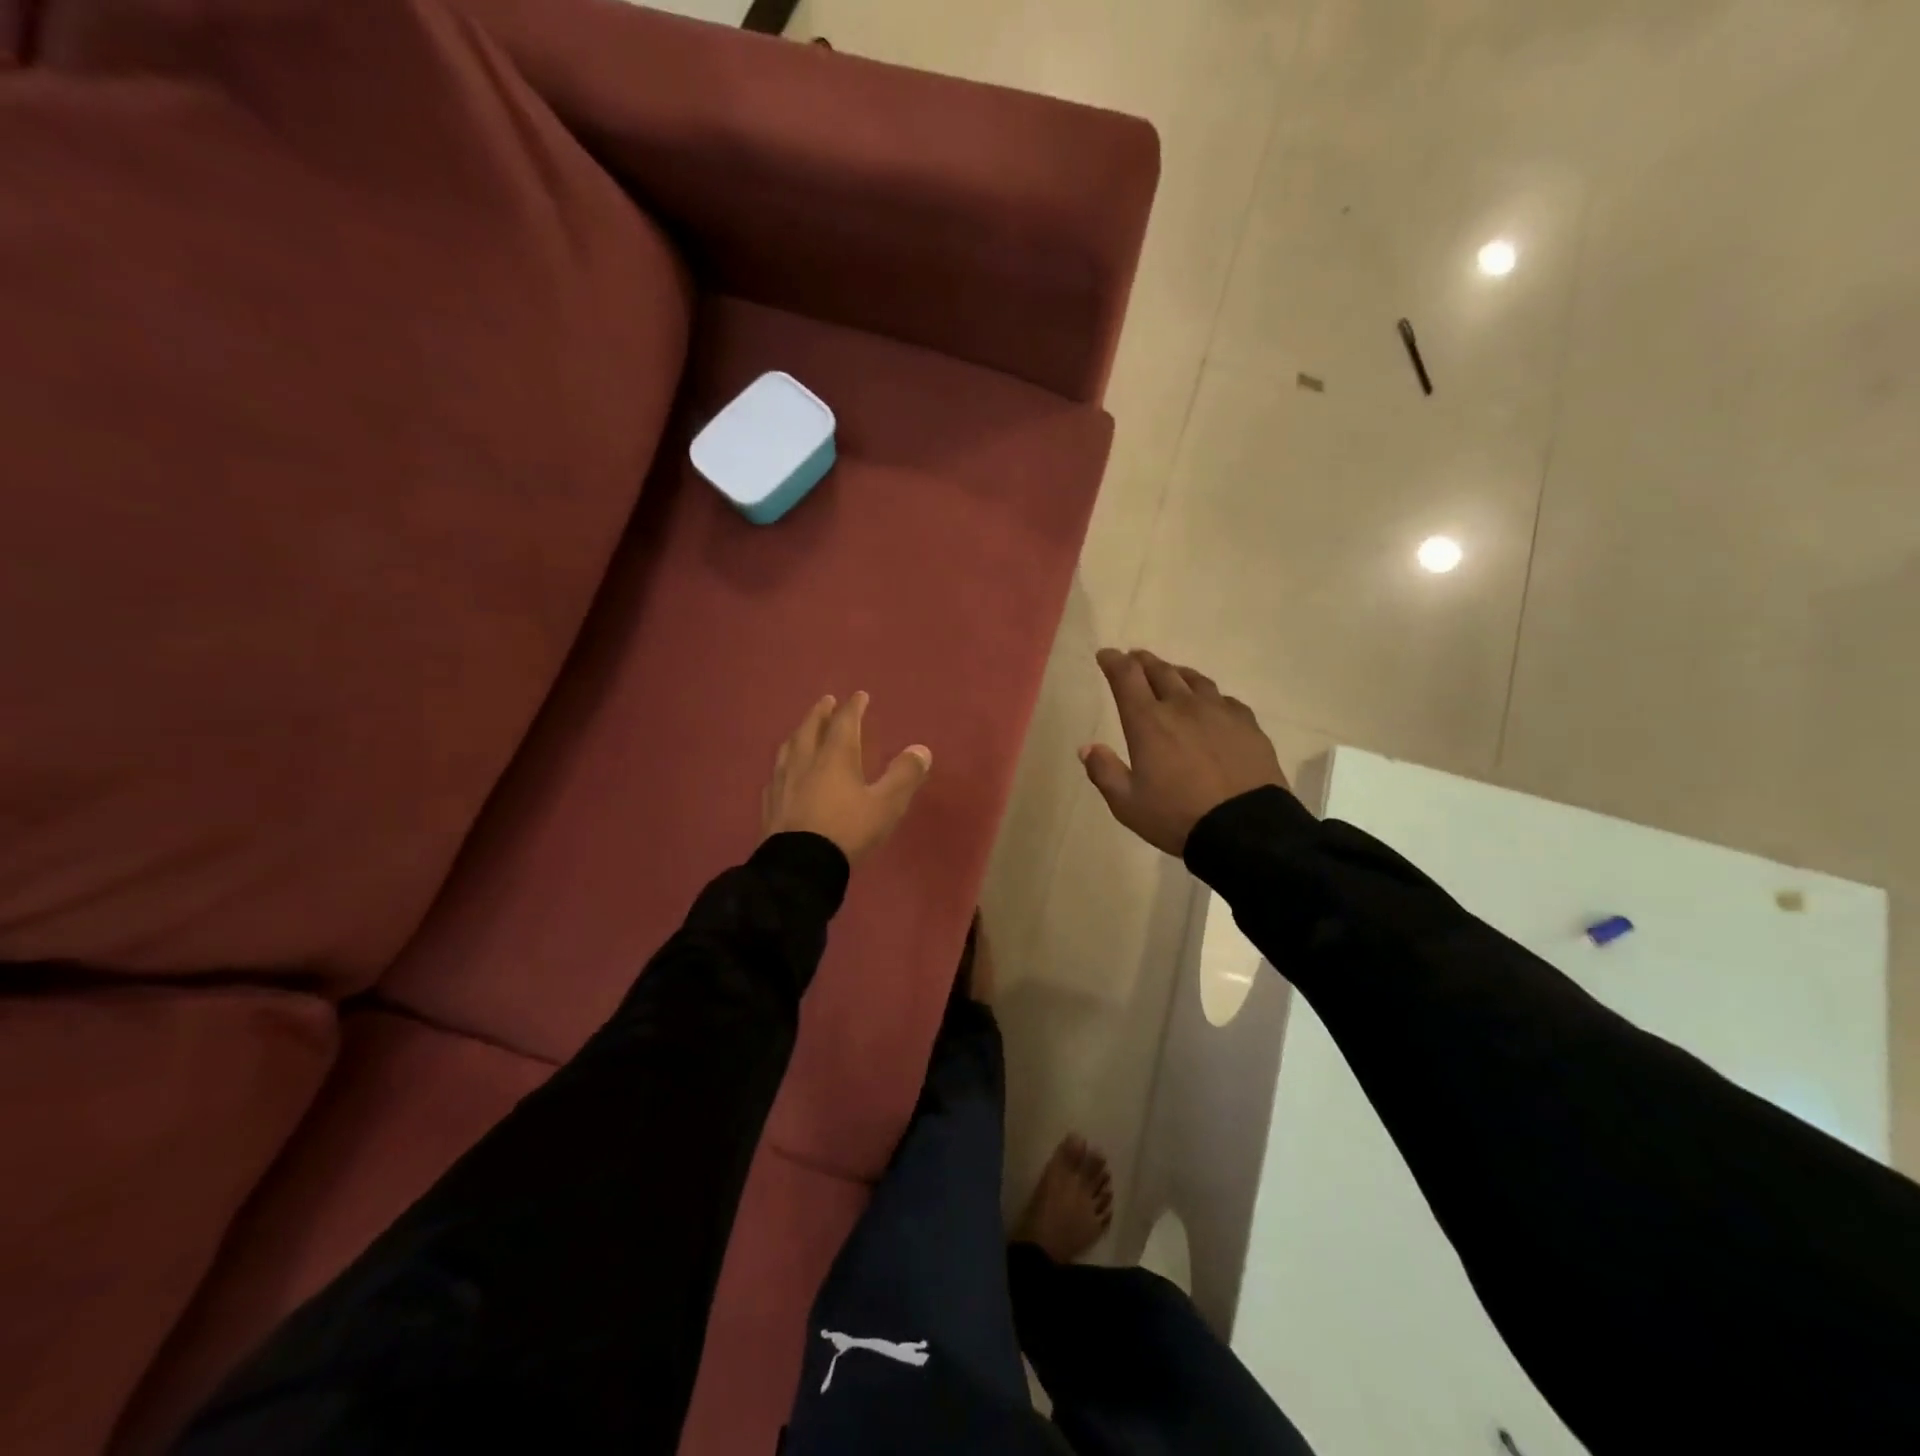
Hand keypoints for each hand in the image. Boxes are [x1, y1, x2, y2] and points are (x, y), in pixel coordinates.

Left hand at [762, 692, 931, 864]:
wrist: (799, 867)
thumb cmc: (847, 831)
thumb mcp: (885, 805)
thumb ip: (904, 776)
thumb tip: (921, 750)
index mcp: (834, 757)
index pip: (844, 723)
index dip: (853, 707)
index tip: (859, 696)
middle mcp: (805, 762)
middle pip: (811, 729)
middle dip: (820, 713)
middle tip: (826, 701)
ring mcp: (782, 783)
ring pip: (788, 749)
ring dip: (799, 734)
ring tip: (802, 730)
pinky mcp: (770, 805)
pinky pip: (776, 775)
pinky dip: (784, 765)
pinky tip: (783, 773)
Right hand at [1081, 649, 1287, 856]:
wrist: (1245, 829)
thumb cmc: (1177, 816)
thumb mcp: (1127, 804)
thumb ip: (1104, 772)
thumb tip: (1087, 747)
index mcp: (1148, 722)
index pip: (1126, 677)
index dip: (1113, 661)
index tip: (1106, 655)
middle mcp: (1182, 706)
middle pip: (1160, 671)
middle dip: (1142, 661)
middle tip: (1134, 658)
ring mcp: (1219, 712)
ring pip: (1194, 680)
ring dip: (1176, 673)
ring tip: (1170, 674)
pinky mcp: (1247, 724)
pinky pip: (1224, 699)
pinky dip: (1208, 696)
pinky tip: (1210, 705)